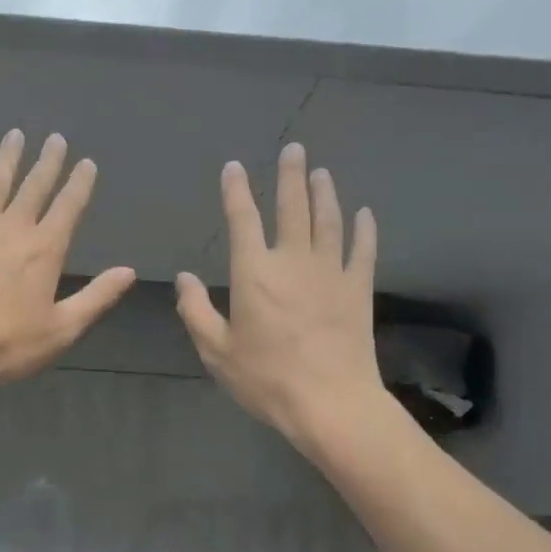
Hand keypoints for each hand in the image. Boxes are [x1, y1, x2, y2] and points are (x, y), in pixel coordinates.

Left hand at [0, 130, 135, 397]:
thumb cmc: (5, 345)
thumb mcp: (61, 330)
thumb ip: (96, 297)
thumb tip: (129, 271)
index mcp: (45, 249)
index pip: (69, 207)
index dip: (80, 183)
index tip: (86, 163)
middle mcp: (13, 227)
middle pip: (34, 186)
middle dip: (48, 161)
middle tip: (55, 138)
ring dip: (7, 157)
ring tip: (15, 135)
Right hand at [176, 143, 384, 447]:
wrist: (330, 402)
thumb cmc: (266, 378)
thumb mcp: (216, 350)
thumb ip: (196, 311)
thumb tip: (186, 277)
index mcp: (254, 272)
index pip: (243, 219)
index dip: (236, 191)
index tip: (234, 168)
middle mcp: (293, 260)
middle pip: (293, 207)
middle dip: (291, 175)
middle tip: (295, 149)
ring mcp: (330, 272)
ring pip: (329, 220)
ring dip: (325, 193)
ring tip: (322, 172)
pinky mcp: (358, 289)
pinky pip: (362, 250)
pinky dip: (364, 229)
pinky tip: (364, 214)